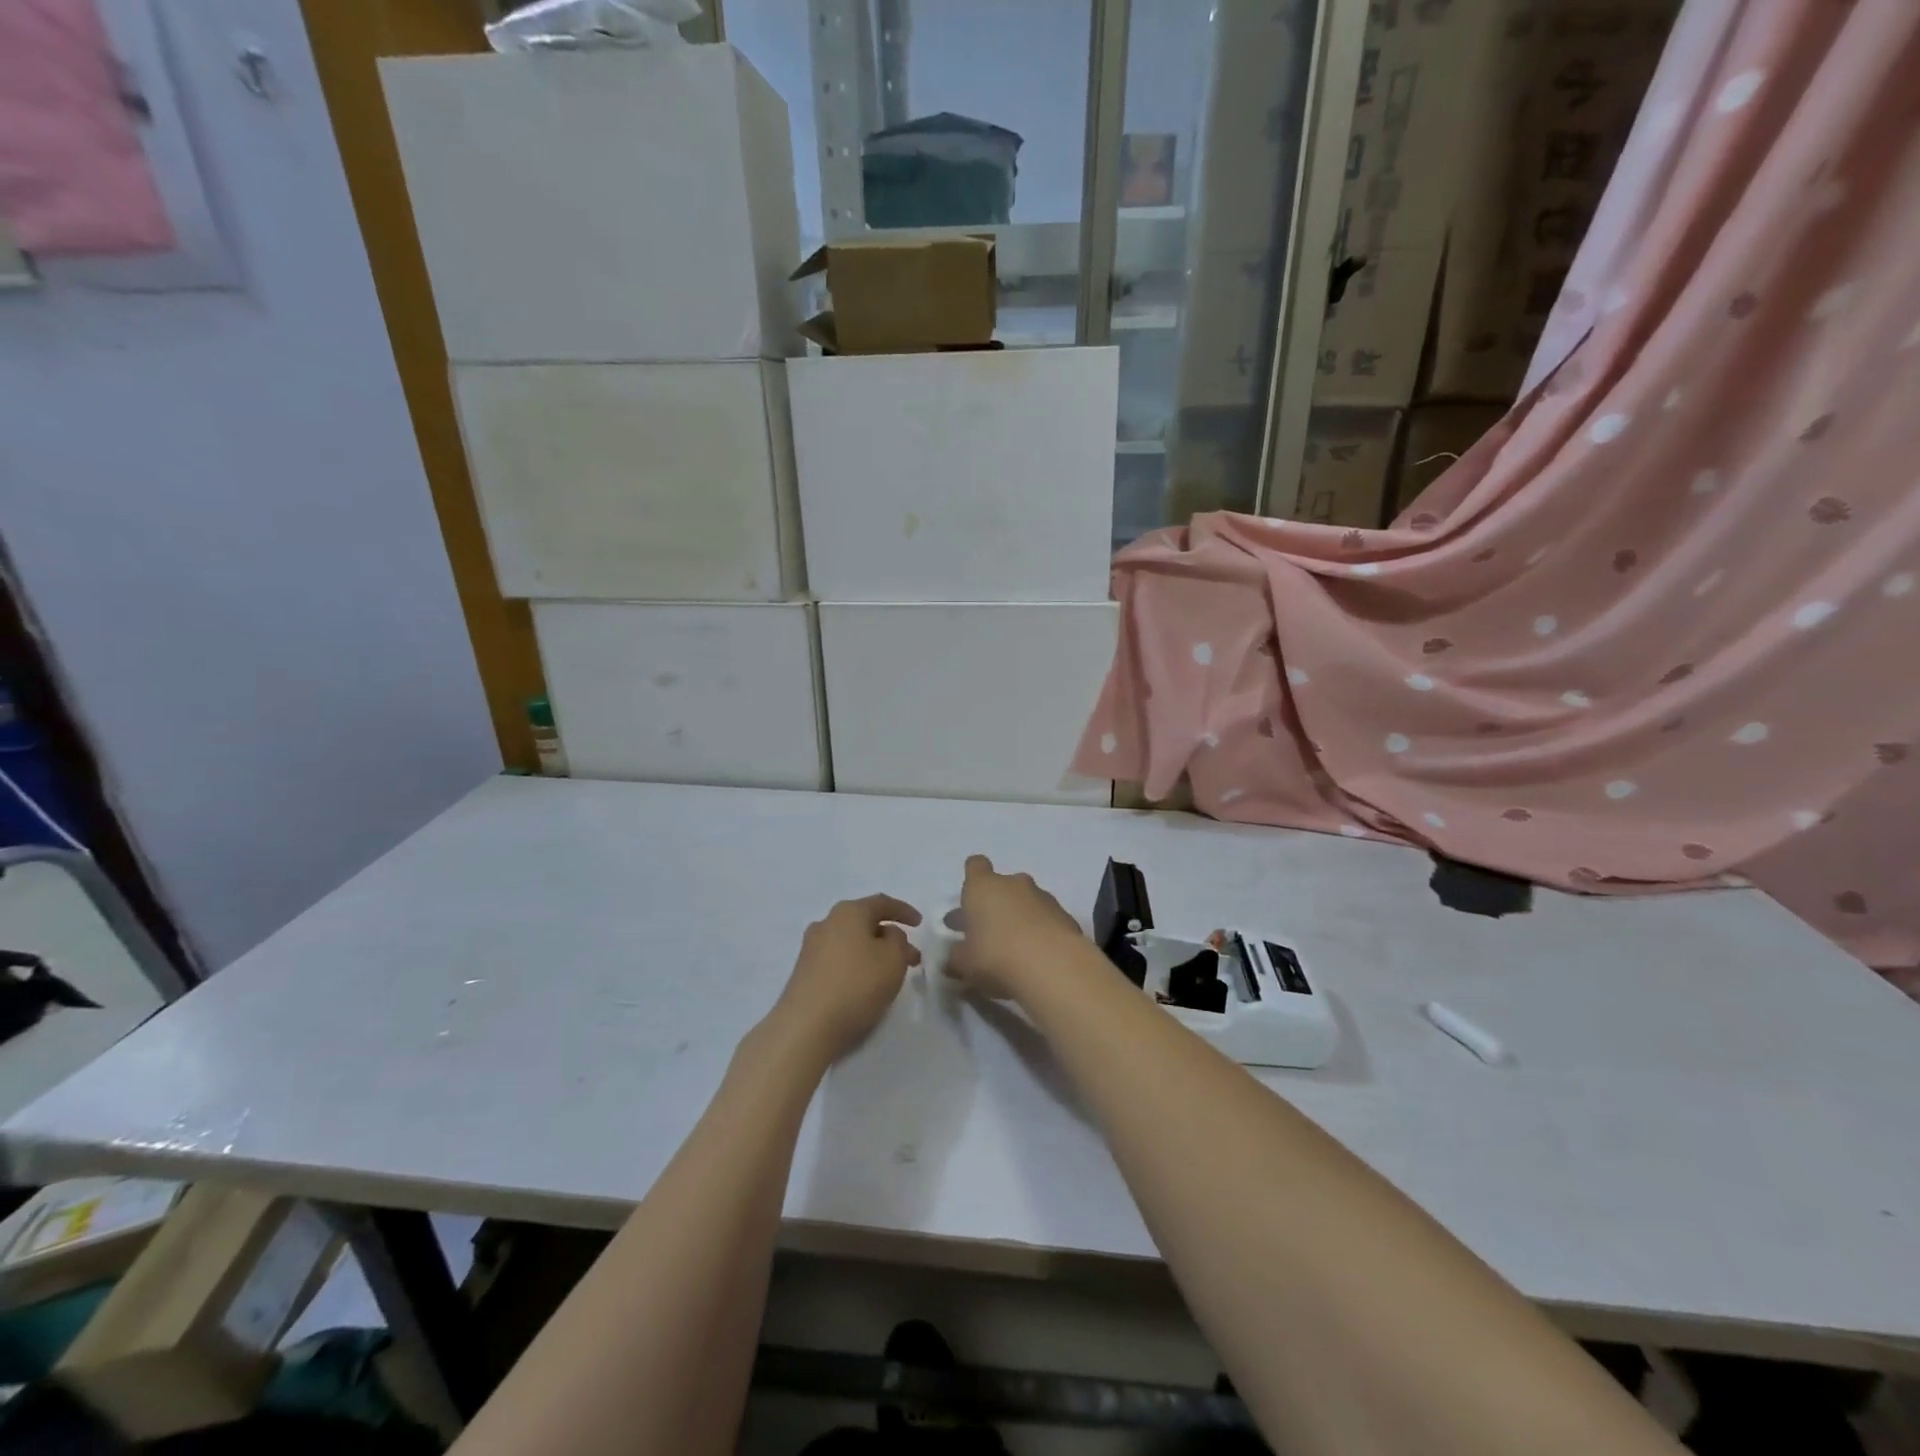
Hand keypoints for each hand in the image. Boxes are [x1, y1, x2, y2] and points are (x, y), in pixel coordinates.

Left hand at [772, 894, 922, 1060]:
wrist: (806, 1027)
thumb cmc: (856, 984)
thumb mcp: (893, 959)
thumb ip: (898, 940)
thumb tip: (887, 935)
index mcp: (848, 912)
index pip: (881, 903)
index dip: (903, 911)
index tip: (920, 924)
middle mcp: (826, 923)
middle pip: (865, 923)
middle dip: (890, 937)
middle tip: (910, 957)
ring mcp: (811, 948)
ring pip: (852, 942)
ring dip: (874, 953)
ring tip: (891, 974)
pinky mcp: (804, 973)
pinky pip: (838, 960)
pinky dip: (857, 966)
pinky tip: (865, 985)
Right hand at [947, 855, 1083, 1000]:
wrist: (1053, 966)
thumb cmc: (996, 956)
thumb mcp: (964, 963)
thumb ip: (956, 956)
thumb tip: (954, 955)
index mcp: (983, 887)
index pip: (975, 866)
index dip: (972, 879)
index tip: (969, 900)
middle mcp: (1014, 884)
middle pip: (1002, 886)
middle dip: (995, 906)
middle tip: (986, 934)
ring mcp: (1043, 897)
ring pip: (1026, 902)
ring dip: (1019, 919)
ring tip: (1013, 951)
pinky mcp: (1066, 916)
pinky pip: (1047, 920)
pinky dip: (1041, 933)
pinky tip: (1037, 959)